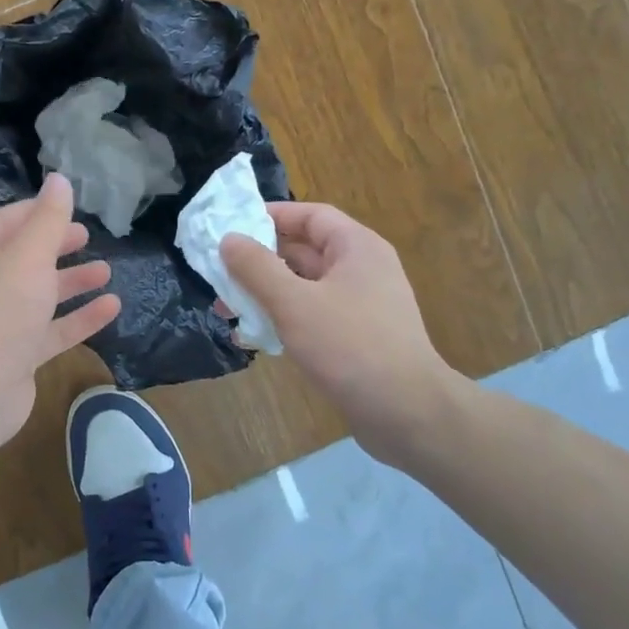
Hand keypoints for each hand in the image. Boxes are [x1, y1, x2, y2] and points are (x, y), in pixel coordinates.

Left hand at [0, 173, 121, 457]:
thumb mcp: (28, 257)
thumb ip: (48, 220)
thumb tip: (60, 179)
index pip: (3, 221)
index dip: (35, 212)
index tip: (67, 207)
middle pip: (22, 257)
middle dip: (55, 246)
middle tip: (86, 237)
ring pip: (39, 295)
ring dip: (71, 282)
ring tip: (107, 271)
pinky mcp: (17, 355)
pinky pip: (51, 330)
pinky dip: (78, 318)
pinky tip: (111, 308)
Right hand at [221, 203, 460, 463]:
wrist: (408, 414)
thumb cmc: (350, 346)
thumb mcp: (294, 303)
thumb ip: (257, 268)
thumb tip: (228, 239)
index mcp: (356, 248)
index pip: (310, 215)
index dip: (271, 216)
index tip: (232, 226)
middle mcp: (362, 269)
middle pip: (304, 251)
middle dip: (260, 261)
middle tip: (220, 273)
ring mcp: (362, 305)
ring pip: (305, 286)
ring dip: (267, 294)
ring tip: (228, 310)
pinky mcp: (358, 337)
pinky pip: (314, 315)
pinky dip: (285, 319)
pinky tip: (255, 338)